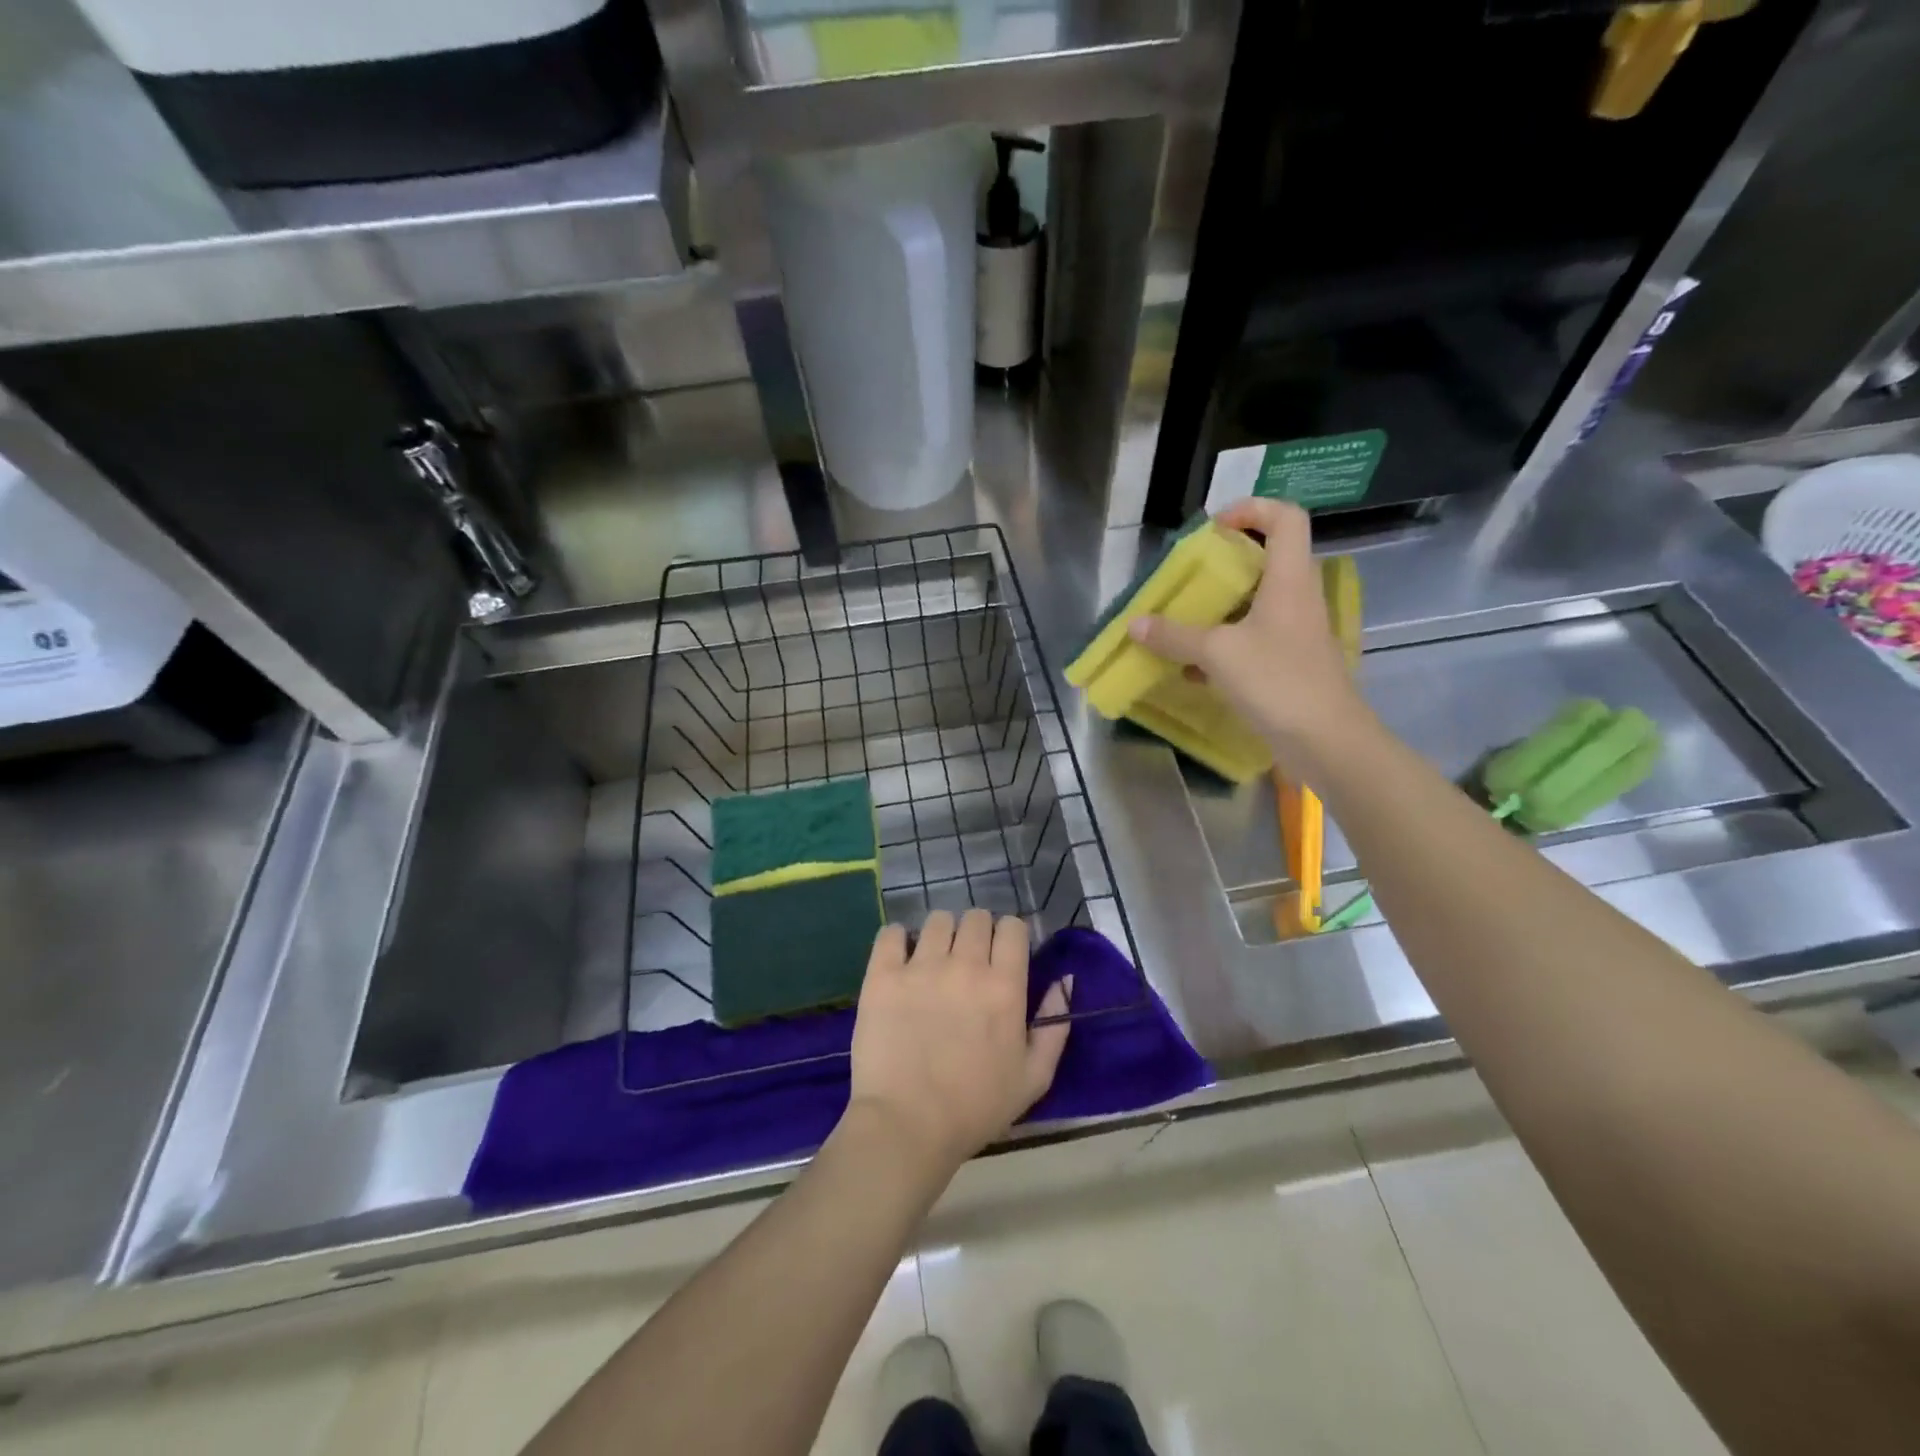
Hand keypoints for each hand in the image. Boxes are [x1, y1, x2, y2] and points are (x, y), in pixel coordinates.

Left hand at [845, 909, 1069, 1179]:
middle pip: (975, 917)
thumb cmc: (976, 1108)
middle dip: (977, 931)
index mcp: (1004, 986)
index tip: (1002, 954)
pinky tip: (900, 957)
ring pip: (937, 920)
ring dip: (941, 933)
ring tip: (934, 959)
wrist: (907, 1126)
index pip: (1012, 927)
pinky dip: (897, 939)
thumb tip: (1065, 980)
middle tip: (968, 959)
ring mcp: (920, 967)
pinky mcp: (883, 975)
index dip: (1009, 935)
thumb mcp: (1034, 1077)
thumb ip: (1054, 1025)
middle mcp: (964, 965)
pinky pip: (891, 933)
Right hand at [1128, 497, 1369, 771]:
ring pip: (1258, 604)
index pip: (1286, 518)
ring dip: (1221, 608)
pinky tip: (1193, 669)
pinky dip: (1224, 645)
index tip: (1214, 527)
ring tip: (1183, 620)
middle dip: (1227, 563)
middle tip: (1192, 575)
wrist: (1326, 741)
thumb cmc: (1277, 682)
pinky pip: (1254, 640)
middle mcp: (1297, 599)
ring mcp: (1296, 633)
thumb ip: (1174, 636)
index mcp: (1289, 580)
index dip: (1253, 509)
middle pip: (1269, 560)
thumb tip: (1134, 623)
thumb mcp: (1217, 654)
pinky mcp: (1290, 664)